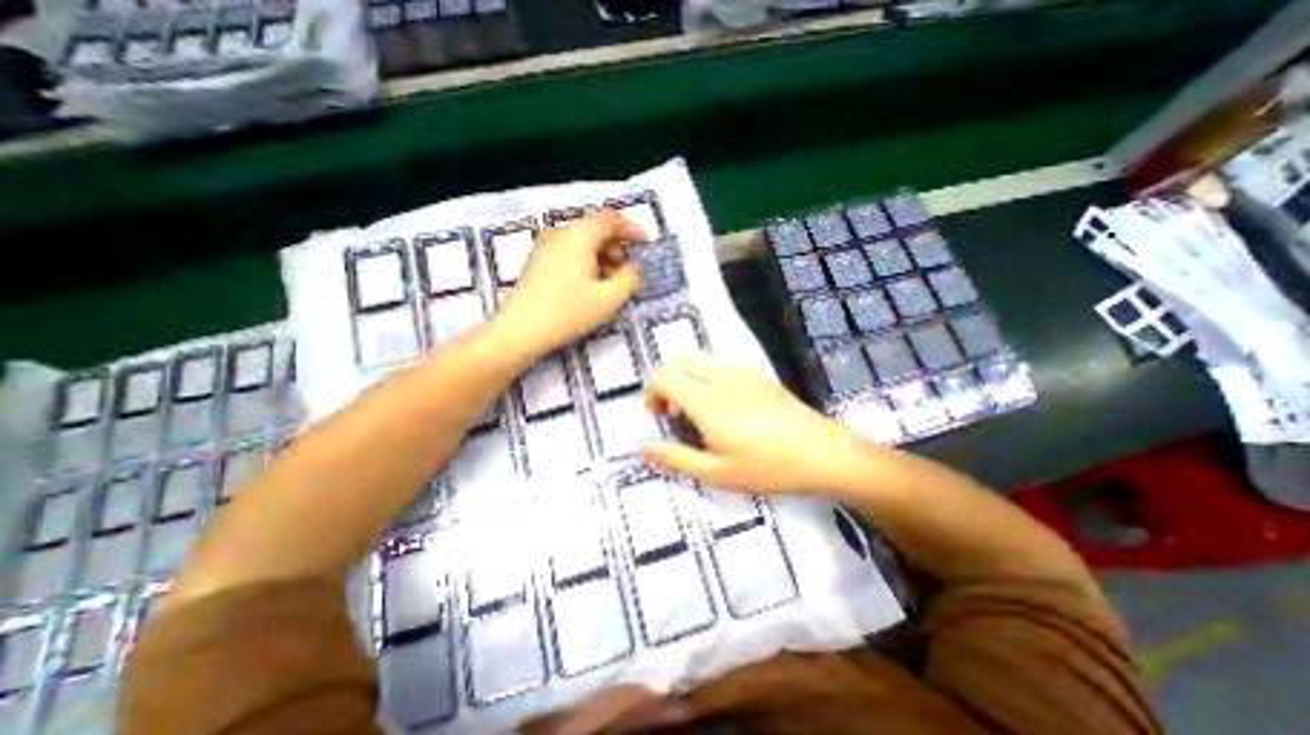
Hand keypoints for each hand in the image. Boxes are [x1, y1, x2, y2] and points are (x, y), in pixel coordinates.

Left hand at [498, 211, 642, 357]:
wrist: (521, 330)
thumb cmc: (568, 312)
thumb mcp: (608, 298)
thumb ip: (629, 278)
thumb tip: (633, 268)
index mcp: (578, 236)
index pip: (610, 219)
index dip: (632, 229)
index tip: (645, 245)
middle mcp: (560, 233)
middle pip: (595, 228)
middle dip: (617, 246)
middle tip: (627, 270)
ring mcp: (546, 246)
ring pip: (582, 241)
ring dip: (602, 256)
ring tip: (610, 282)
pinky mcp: (538, 261)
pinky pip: (569, 251)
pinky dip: (586, 261)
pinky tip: (590, 285)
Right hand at [641, 353, 867, 497]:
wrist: (822, 452)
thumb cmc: (768, 467)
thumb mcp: (717, 474)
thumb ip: (675, 458)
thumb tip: (642, 446)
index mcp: (707, 402)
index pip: (663, 376)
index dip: (652, 393)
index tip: (661, 416)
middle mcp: (720, 378)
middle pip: (677, 362)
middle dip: (666, 383)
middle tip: (675, 414)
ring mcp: (741, 371)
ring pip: (698, 359)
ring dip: (686, 377)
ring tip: (697, 409)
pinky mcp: (756, 373)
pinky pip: (719, 363)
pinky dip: (705, 375)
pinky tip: (723, 404)